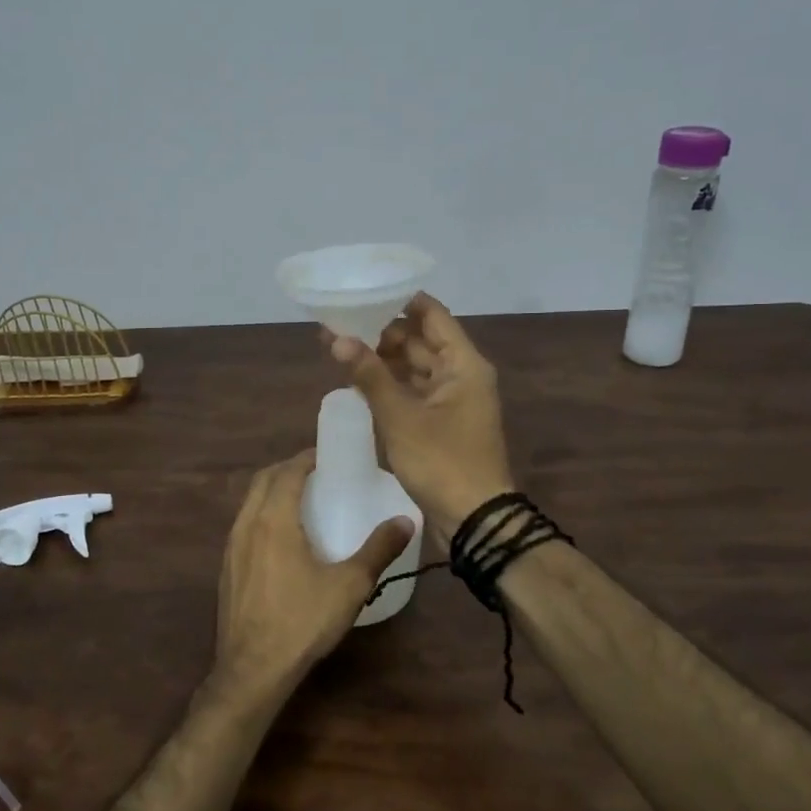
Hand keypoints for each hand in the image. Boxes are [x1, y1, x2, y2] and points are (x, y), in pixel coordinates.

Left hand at [214, 451, 413, 696]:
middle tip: (317, 472)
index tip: (327, 455)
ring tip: (301, 500)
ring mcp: (231, 547)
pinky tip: (281, 538)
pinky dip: (262, 514)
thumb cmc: (302, 622)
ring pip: (249, 502)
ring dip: (272, 490)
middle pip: (263, 480)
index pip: (287, 472)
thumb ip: (378, 549)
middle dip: (287, 469)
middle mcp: (246, 524)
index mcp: (273, 520)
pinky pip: (243, 525)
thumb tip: (406, 520)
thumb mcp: (349, 585)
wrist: (252, 669)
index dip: (306, 458)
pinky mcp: (226, 568)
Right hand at [329, 292, 516, 542]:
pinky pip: (413, 392)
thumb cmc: (442, 462)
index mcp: (463, 364)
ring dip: (383, 359)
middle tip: (340, 324)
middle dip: (382, 331)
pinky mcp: (440, 423)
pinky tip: (359, 381)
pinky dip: (389, 385)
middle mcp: (460, 375)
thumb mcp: (401, 416)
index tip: (364, 292)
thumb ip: (370, 375)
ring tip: (341, 348)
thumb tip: (337, 338)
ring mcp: (451, 401)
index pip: (432, 315)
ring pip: (415, 368)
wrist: (473, 519)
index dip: (399, 300)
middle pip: (421, 340)